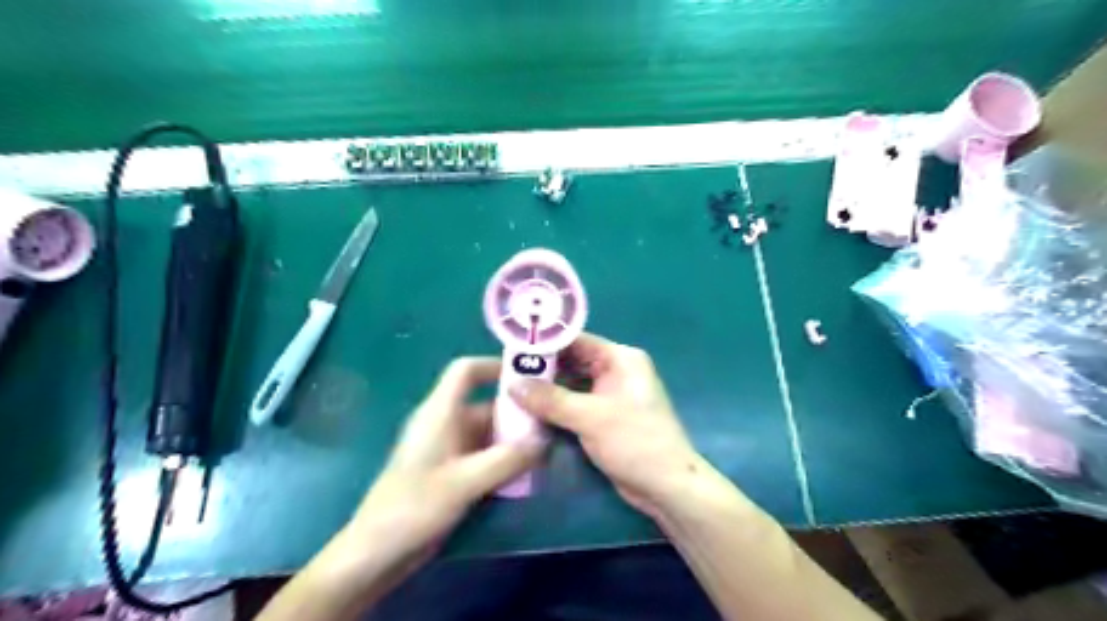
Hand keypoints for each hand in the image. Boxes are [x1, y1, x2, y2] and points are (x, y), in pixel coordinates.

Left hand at [340, 358, 543, 577]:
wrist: (377, 552)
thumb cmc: (415, 506)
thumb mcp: (466, 481)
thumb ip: (508, 459)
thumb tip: (545, 439)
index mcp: (440, 412)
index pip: (465, 371)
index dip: (494, 366)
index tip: (528, 378)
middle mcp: (444, 424)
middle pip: (485, 404)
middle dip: (516, 413)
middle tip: (550, 423)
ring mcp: (447, 449)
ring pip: (487, 432)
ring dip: (513, 439)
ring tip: (544, 450)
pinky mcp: (449, 471)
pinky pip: (483, 454)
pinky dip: (502, 458)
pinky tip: (524, 473)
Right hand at [507, 333, 698, 516]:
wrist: (667, 486)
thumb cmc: (635, 442)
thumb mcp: (590, 418)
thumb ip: (551, 399)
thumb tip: (512, 384)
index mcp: (620, 359)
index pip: (576, 340)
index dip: (544, 342)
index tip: (512, 347)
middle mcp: (615, 370)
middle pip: (572, 361)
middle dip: (541, 368)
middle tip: (505, 371)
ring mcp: (610, 395)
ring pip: (571, 384)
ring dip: (546, 389)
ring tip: (510, 388)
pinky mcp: (604, 417)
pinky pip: (574, 404)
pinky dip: (555, 407)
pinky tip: (529, 410)